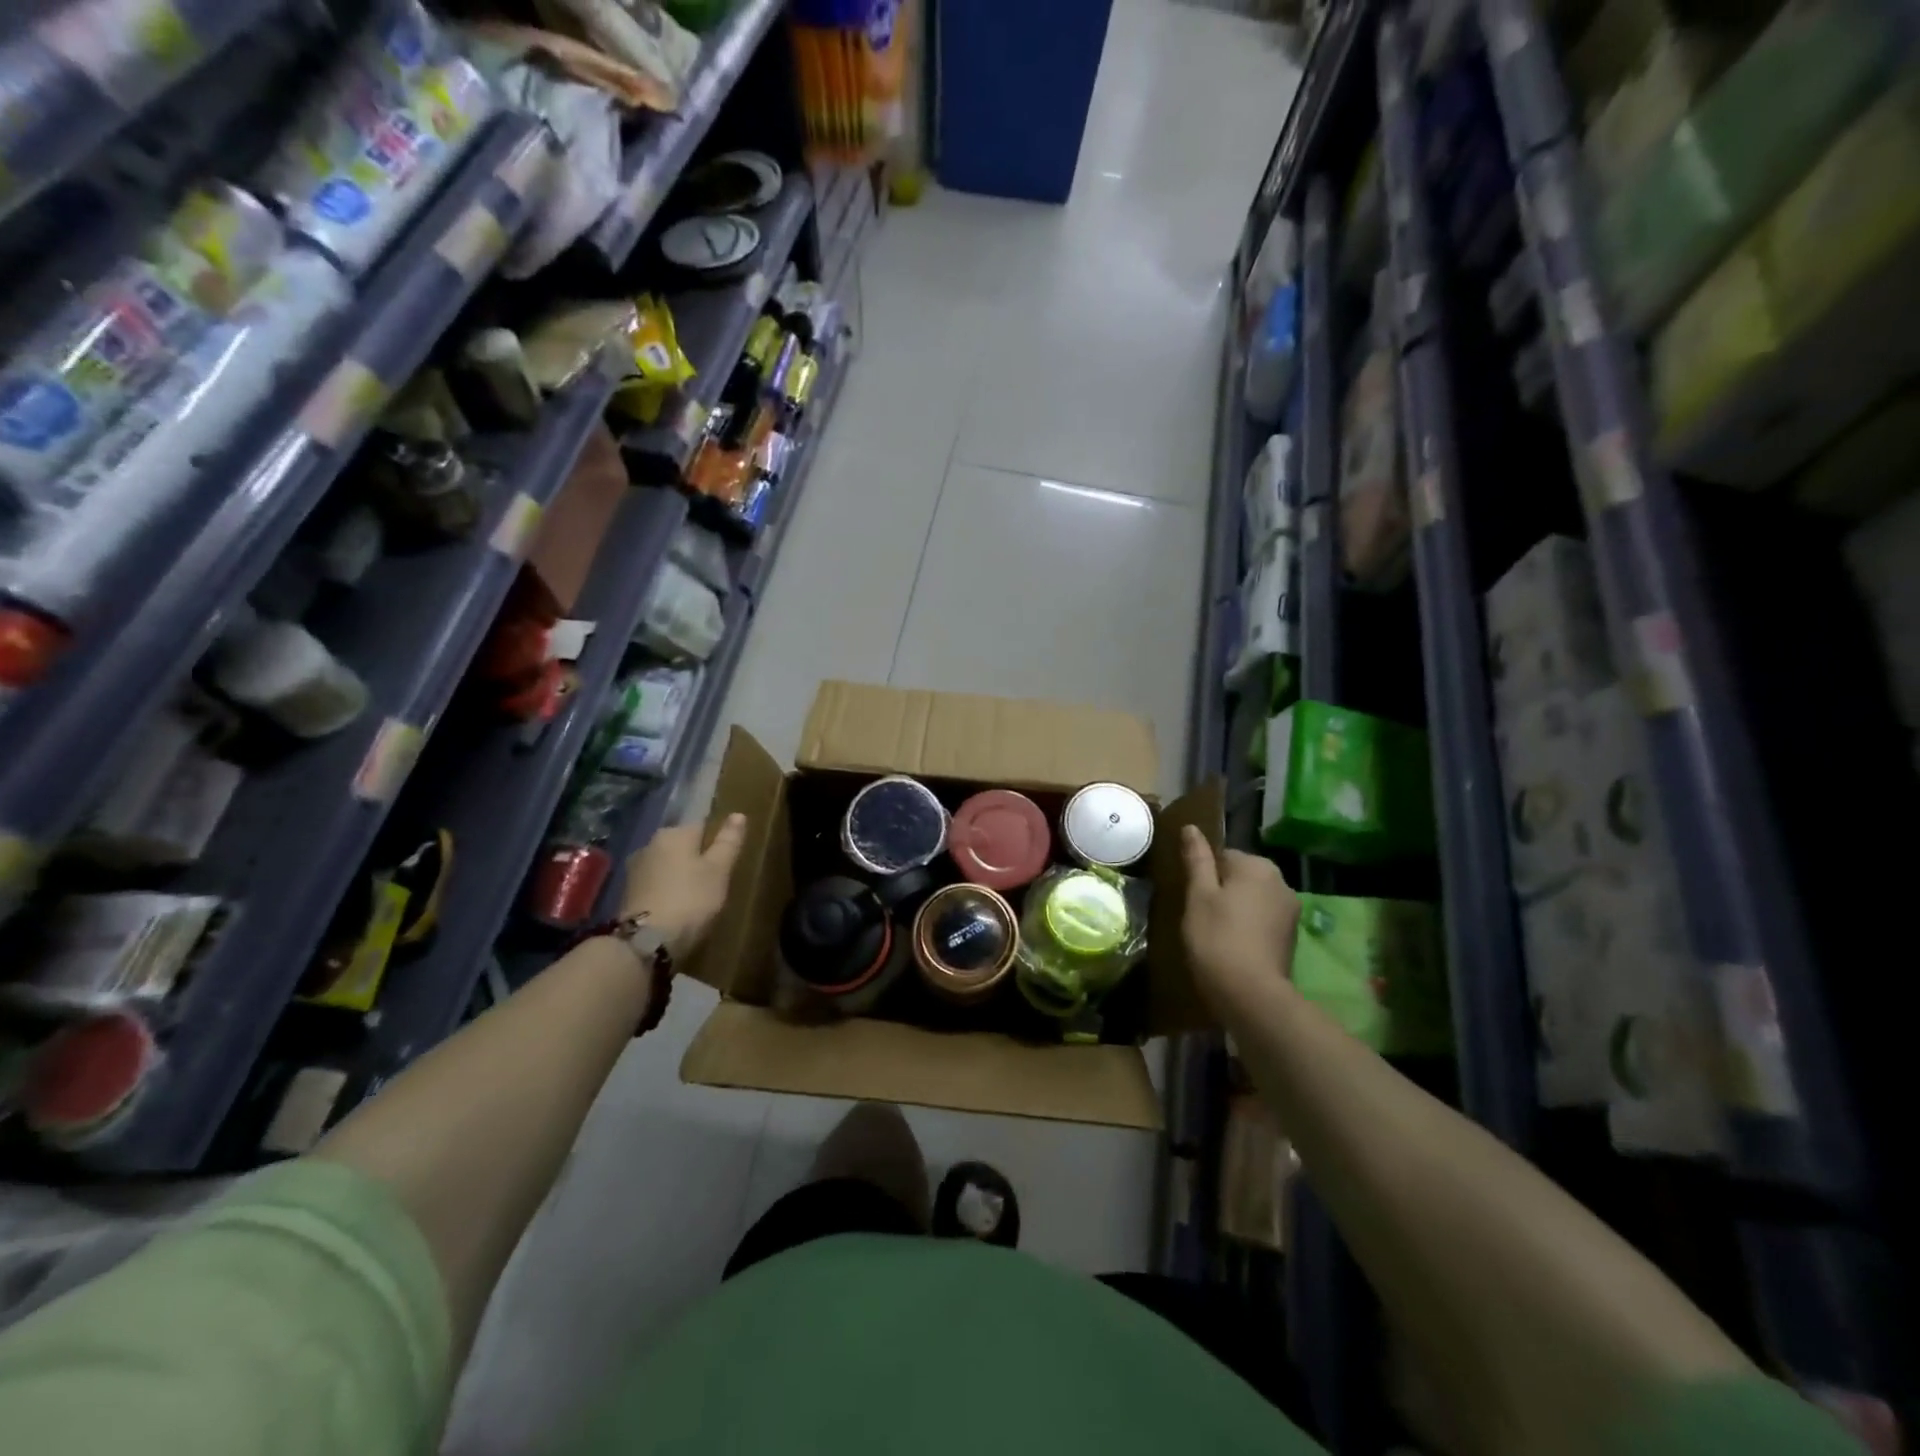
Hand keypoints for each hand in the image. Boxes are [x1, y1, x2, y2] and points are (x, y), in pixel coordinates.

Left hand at [621, 813, 747, 957]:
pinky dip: (667, 891)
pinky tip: (676, 908)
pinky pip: (656, 884)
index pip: (702, 826)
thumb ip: (728, 841)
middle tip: (714, 883)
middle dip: (696, 859)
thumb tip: (738, 814)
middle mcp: (650, 844)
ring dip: (680, 876)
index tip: (726, 863)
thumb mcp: (719, 870)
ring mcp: (635, 869)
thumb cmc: (690, 899)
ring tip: (696, 898)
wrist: (646, 942)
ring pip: (667, 865)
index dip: (716, 843)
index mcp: (674, 833)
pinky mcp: (627, 893)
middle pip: (682, 846)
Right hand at [1179, 825, 1300, 1010]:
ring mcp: (1290, 911)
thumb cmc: (1216, 937)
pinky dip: (1249, 928)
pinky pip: (1264, 920)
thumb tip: (1191, 827)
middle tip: (1201, 917)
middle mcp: (1281, 881)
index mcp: (1257, 866)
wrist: (1251, 994)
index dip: (1204, 876)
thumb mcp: (1198, 895)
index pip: (1223, 856)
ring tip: (1216, 935)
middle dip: (1223, 892)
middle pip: (1241, 876)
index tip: (1192, 899)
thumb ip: (1197, 859)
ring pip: (1253, 899)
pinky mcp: (1292, 937)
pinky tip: (1234, 947)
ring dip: (1237, 910)